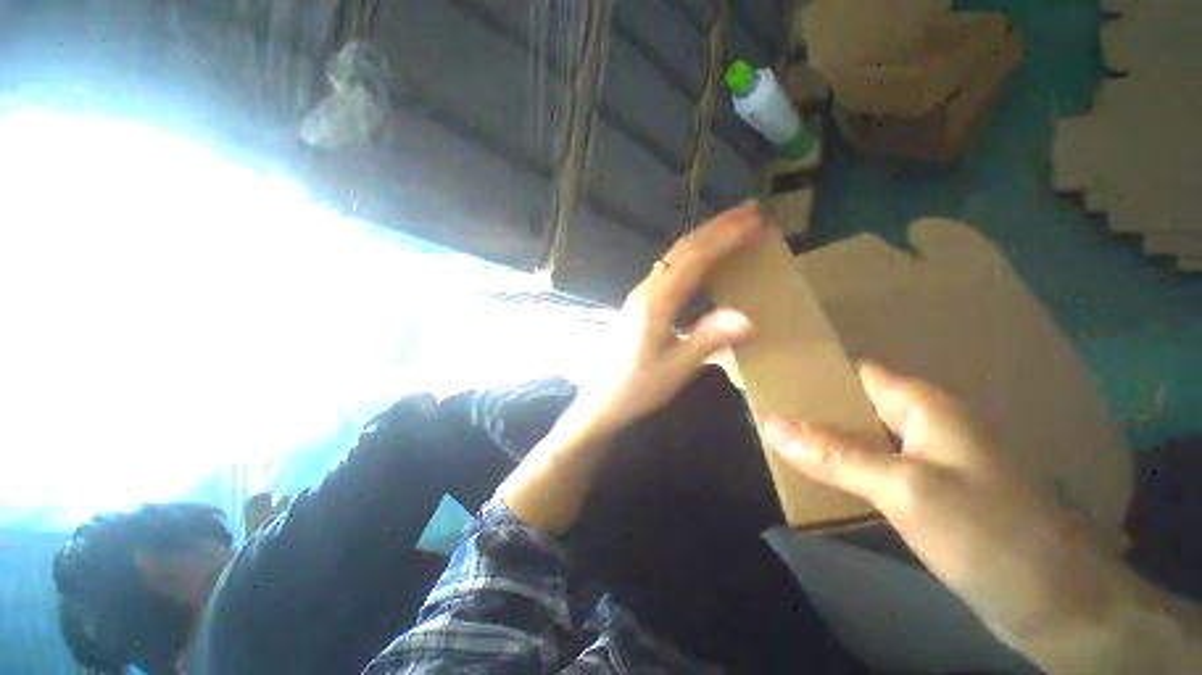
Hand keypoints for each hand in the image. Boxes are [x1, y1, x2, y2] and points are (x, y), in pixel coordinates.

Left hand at [500, 204, 760, 532]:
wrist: (601, 400)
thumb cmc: (637, 388)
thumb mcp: (676, 369)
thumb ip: (708, 340)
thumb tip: (747, 317)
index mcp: (655, 304)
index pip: (693, 260)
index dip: (724, 238)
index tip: (754, 221)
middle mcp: (645, 291)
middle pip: (681, 250)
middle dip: (716, 227)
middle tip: (750, 209)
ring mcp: (639, 295)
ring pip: (673, 256)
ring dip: (703, 238)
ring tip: (732, 225)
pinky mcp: (639, 303)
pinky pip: (668, 269)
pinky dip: (691, 255)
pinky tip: (703, 258)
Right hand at [763, 364, 1114, 651]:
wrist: (1054, 603)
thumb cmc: (989, 534)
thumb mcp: (906, 490)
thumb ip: (835, 456)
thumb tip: (771, 424)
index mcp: (923, 406)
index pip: (855, 373)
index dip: (814, 372)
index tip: (771, 377)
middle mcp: (923, 424)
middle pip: (854, 404)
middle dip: (810, 407)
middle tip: (763, 409)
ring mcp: (927, 460)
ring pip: (861, 437)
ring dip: (823, 438)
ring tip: (775, 437)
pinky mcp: (927, 492)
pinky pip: (873, 467)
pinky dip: (842, 466)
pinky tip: (816, 473)